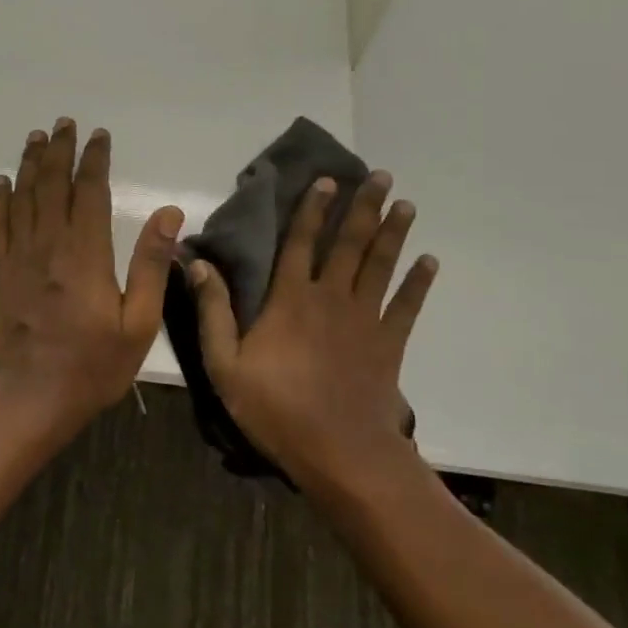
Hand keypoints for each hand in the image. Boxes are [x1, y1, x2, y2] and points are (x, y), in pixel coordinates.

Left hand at [0, 119, 184, 421]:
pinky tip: (2, 183)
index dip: (94, 159)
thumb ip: (152, 265)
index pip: (90, 191)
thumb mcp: (139, 323)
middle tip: (63, 123)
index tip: (99, 135)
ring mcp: (19, 258)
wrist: (33, 398)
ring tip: (35, 138)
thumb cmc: (94, 365)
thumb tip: (168, 213)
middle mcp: (49, 246)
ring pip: (23, 198)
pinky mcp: (0, 274)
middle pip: (52, 184)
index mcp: (85, 254)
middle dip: (59, 150)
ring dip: (29, 164)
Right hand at [187, 172, 438, 493]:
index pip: (301, 243)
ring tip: (405, 203)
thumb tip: (197, 264)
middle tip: (380, 175)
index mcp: (290, 299)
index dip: (312, 210)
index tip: (327, 180)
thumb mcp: (225, 365)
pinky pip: (407, 305)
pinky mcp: (388, 343)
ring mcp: (364, 319)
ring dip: (393, 232)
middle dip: (364, 207)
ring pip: (380, 265)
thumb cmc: (275, 408)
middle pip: (349, 244)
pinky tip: (429, 261)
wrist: (339, 452)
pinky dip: (418, 282)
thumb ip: (212, 312)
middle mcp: (330, 298)